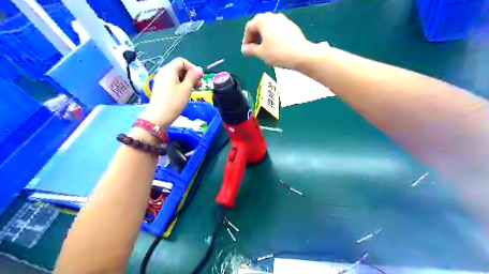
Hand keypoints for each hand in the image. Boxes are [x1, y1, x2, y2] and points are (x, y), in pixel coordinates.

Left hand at [140, 58, 202, 127]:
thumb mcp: (186, 89)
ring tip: (194, 90)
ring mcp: (161, 80)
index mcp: (169, 70)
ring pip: (176, 76)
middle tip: (199, 85)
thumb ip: (193, 77)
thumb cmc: (174, 102)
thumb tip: (199, 69)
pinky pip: (172, 82)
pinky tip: (185, 93)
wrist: (159, 117)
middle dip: (191, 74)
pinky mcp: (161, 88)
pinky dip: (181, 84)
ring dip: (187, 80)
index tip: (201, 78)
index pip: (182, 61)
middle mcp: (163, 72)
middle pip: (179, 68)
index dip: (193, 68)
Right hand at [241, 13, 322, 68]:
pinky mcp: (292, 26)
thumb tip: (243, 49)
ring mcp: (284, 20)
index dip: (245, 39)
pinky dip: (273, 36)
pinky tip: (275, 47)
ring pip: (269, 27)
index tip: (246, 51)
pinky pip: (278, 29)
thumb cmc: (278, 53)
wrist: (301, 54)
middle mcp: (273, 16)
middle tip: (253, 49)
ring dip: (263, 36)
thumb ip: (250, 50)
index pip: (249, 28)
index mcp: (263, 20)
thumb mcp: (261, 53)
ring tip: (264, 48)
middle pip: (259, 25)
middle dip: (254, 37)